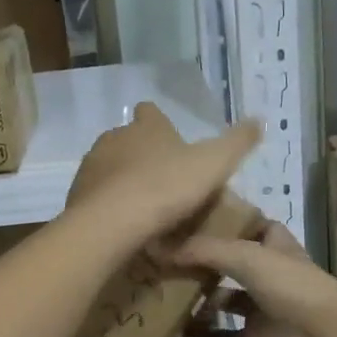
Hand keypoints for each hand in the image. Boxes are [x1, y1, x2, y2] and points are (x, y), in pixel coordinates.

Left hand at [63, 103, 261, 258]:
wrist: (112, 223)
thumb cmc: (166, 187)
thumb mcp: (214, 164)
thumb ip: (237, 142)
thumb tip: (258, 119)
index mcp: (146, 127)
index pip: (151, 112)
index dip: (160, 123)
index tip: (170, 139)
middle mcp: (114, 138)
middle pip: (128, 139)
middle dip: (142, 154)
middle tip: (164, 179)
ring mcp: (91, 165)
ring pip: (110, 166)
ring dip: (124, 180)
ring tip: (144, 206)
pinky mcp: (77, 194)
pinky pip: (97, 195)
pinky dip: (109, 204)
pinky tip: (124, 223)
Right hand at [172, 221, 336, 336]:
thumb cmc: (291, 285)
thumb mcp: (245, 256)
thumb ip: (202, 250)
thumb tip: (158, 248)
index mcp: (271, 243)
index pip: (244, 223)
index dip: (219, 220)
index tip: (182, 218)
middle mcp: (266, 271)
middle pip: (227, 262)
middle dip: (198, 261)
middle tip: (158, 258)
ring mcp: (261, 307)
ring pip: (222, 299)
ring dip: (196, 298)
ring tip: (158, 292)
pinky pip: (222, 335)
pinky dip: (201, 334)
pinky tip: (174, 331)